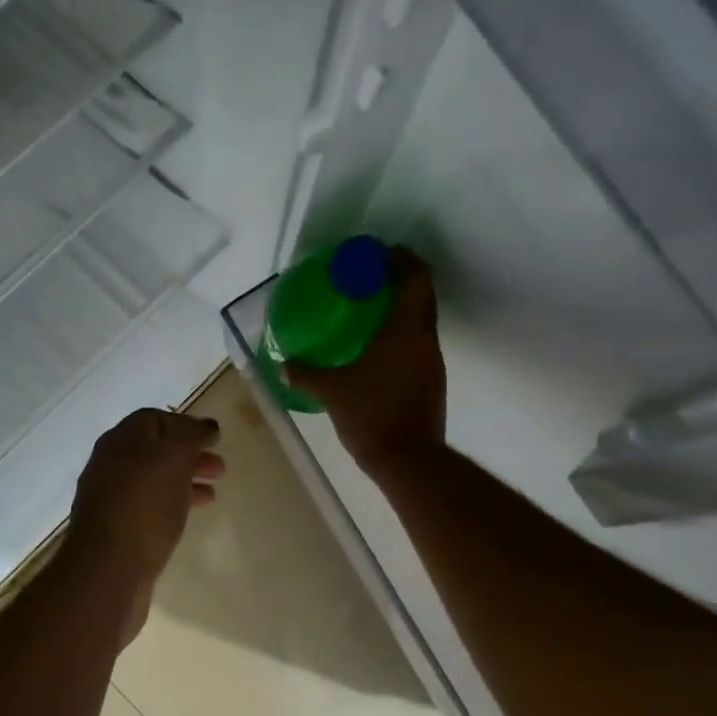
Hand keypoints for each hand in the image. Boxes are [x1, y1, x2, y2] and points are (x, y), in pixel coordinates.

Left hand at [66, 409, 224, 635]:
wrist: (107, 571)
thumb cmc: (143, 506)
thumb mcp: (172, 459)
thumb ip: (191, 437)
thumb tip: (206, 426)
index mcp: (120, 441)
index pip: (153, 419)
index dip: (185, 424)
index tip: (214, 438)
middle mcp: (111, 465)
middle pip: (154, 450)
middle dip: (189, 454)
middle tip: (220, 467)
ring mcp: (111, 499)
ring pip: (154, 479)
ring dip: (185, 480)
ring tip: (213, 492)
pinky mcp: (117, 530)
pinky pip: (150, 507)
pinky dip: (173, 504)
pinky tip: (190, 516)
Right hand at [286, 247, 445, 477]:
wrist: (409, 461)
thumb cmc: (371, 415)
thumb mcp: (331, 392)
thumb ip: (305, 373)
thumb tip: (283, 363)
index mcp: (405, 330)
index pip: (416, 276)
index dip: (401, 258)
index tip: (378, 253)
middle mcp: (425, 339)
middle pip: (423, 292)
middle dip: (400, 277)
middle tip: (368, 276)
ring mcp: (432, 361)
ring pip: (422, 318)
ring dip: (401, 306)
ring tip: (368, 309)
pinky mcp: (432, 381)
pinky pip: (418, 341)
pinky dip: (401, 332)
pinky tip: (375, 346)